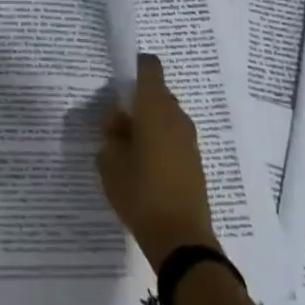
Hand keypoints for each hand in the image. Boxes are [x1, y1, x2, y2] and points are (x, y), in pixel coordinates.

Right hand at [98, 54, 218, 272]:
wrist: (180, 238)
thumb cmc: (139, 193)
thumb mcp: (110, 162)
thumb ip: (111, 134)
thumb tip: (118, 121)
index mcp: (154, 109)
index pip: (150, 68)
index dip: (135, 66)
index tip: (119, 77)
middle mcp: (176, 117)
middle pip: (157, 94)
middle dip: (136, 101)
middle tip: (114, 122)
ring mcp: (189, 140)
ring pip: (165, 117)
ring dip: (148, 123)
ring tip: (126, 147)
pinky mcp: (195, 161)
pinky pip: (173, 138)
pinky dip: (158, 141)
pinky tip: (142, 165)